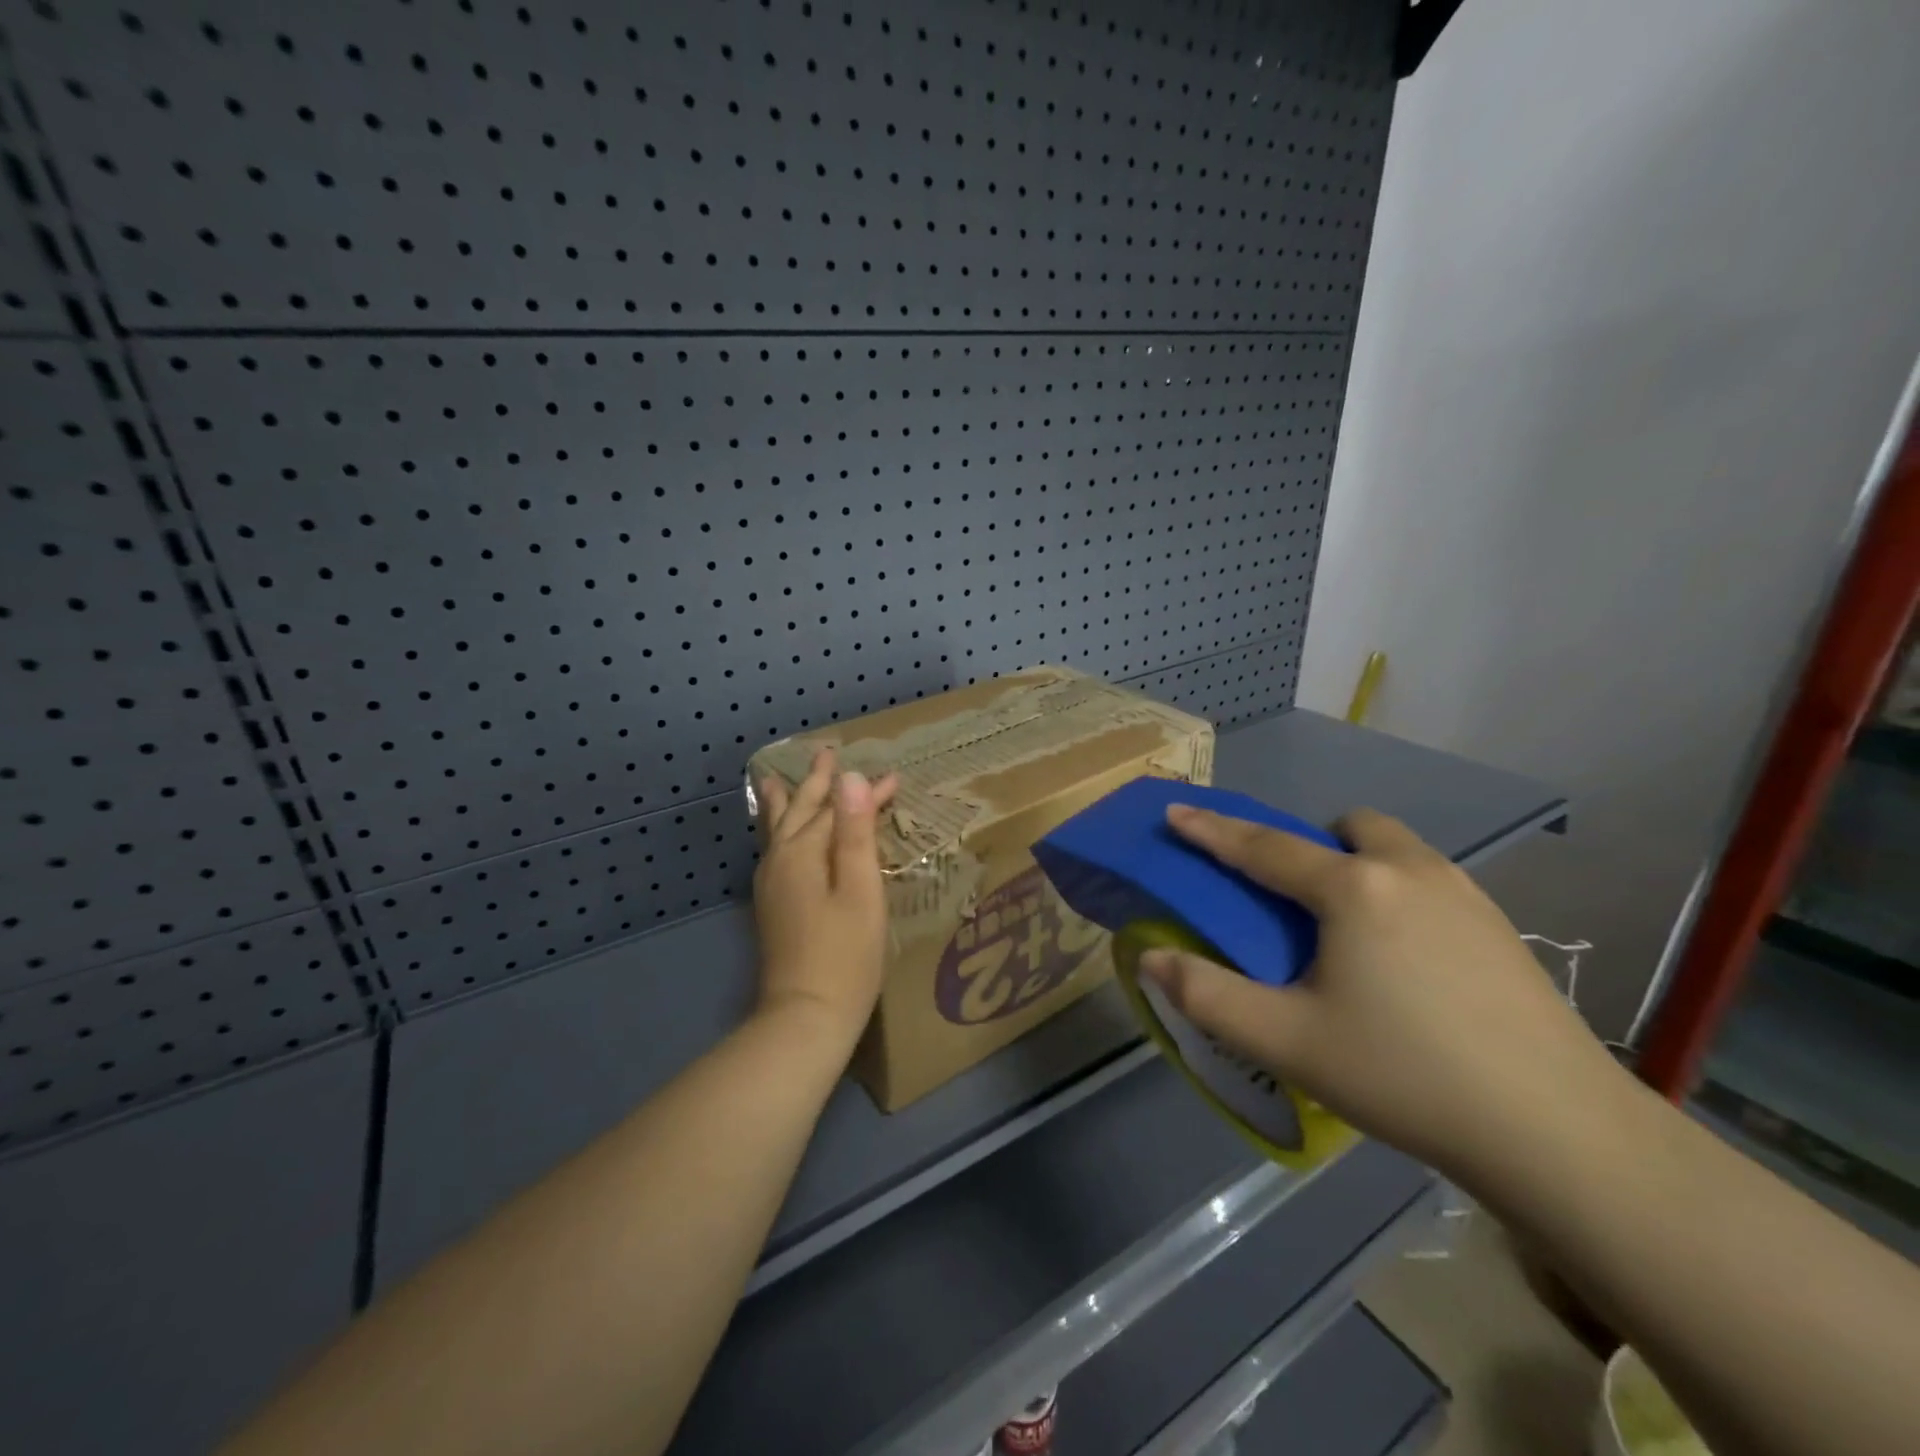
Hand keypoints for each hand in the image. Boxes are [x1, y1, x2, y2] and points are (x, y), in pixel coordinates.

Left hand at [752, 749, 899, 1040]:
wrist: (805, 1018)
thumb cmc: (845, 955)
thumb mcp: (860, 890)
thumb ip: (855, 832)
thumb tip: (852, 778)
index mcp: (804, 853)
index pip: (838, 809)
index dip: (866, 793)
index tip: (894, 777)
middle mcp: (780, 861)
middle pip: (799, 811)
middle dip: (817, 783)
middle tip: (826, 754)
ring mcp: (772, 884)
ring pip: (778, 829)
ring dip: (787, 802)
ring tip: (775, 781)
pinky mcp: (773, 906)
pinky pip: (776, 850)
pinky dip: (780, 830)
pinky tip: (778, 836)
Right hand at [1139, 806, 1616, 1183]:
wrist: (1561, 1133)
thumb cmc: (1407, 1075)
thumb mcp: (1288, 1042)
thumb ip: (1207, 996)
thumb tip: (1151, 958)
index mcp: (1352, 889)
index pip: (1263, 847)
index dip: (1212, 830)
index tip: (1175, 812)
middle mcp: (1409, 871)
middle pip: (1347, 828)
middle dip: (1309, 843)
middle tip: (1292, 897)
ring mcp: (1466, 894)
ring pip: (1395, 849)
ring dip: (1358, 863)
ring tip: (1346, 929)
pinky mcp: (1501, 927)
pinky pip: (1429, 880)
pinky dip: (1397, 892)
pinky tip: (1404, 959)